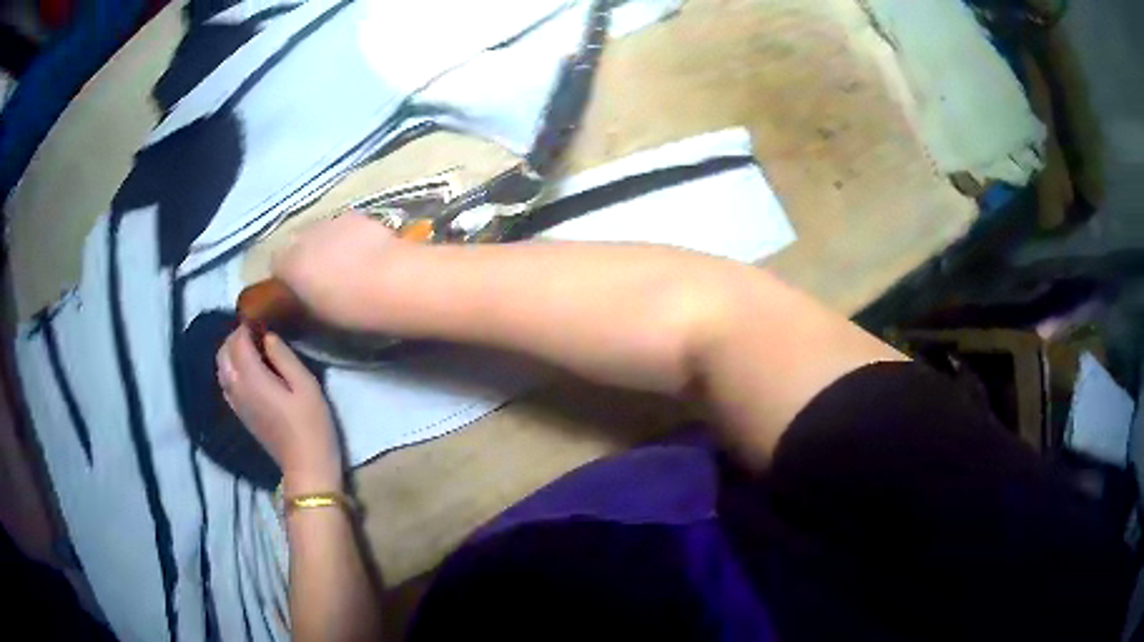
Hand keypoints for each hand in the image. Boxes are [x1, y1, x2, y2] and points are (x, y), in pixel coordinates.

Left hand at [217, 325, 341, 491]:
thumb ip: (284, 357)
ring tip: (251, 347)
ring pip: (221, 367)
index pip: (238, 341)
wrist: (306, 466)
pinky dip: (230, 368)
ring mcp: (236, 402)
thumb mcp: (306, 385)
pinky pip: (225, 383)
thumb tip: (269, 335)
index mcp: (252, 377)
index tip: (262, 316)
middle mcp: (237, 387)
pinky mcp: (240, 414)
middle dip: (236, 336)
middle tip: (257, 331)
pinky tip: (247, 370)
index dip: (247, 325)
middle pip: (224, 352)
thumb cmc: (312, 424)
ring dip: (231, 352)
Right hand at [273, 213, 399, 328]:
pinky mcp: (354, 214)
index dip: (286, 276)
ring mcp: (329, 221)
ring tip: (343, 261)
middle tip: (320, 275)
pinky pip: (341, 225)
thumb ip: (303, 300)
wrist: (393, 279)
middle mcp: (303, 236)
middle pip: (295, 242)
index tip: (298, 289)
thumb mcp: (319, 314)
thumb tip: (303, 296)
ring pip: (318, 231)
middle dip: (303, 255)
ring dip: (324, 243)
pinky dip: (345, 235)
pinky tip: (362, 250)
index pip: (276, 264)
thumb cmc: (352, 307)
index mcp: (289, 264)